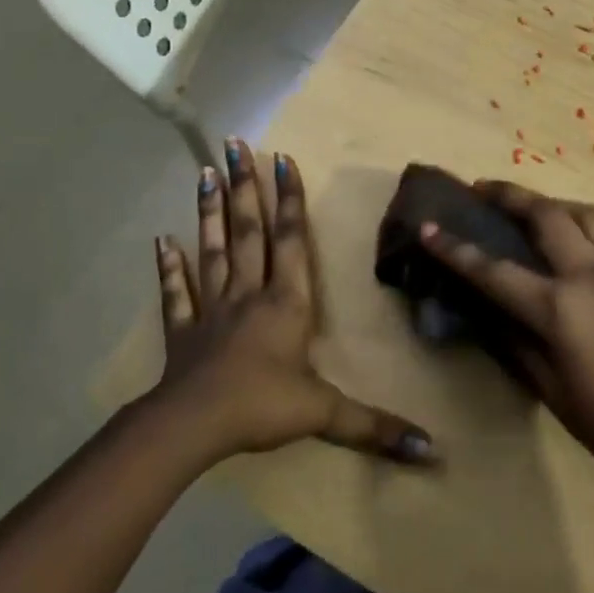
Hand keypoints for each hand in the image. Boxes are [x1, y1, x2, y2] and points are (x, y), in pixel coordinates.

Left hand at [152, 140, 432, 464]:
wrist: (192, 428)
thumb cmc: (262, 407)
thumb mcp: (325, 414)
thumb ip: (375, 426)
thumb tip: (432, 449)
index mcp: (286, 302)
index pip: (290, 240)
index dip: (288, 199)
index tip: (282, 157)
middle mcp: (249, 293)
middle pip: (248, 230)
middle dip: (245, 186)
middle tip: (234, 143)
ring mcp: (211, 309)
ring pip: (212, 250)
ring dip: (209, 211)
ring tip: (204, 172)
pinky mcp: (182, 332)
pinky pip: (175, 293)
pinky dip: (168, 267)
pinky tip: (160, 240)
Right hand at [420, 181, 593, 495]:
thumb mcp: (549, 389)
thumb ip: (515, 341)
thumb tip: (488, 309)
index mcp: (560, 308)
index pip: (495, 270)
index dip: (456, 249)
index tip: (428, 226)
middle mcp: (591, 273)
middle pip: (546, 214)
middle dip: (509, 195)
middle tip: (482, 189)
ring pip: (584, 211)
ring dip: (551, 202)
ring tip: (531, 209)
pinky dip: (587, 224)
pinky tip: (579, 240)